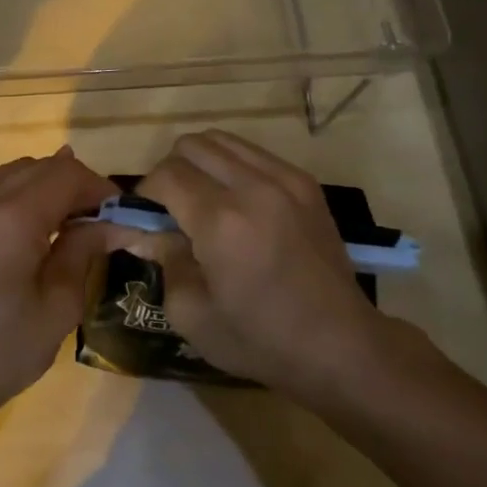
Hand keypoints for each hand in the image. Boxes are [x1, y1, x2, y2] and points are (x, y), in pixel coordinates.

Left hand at [0, 147, 117, 432]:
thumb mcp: (57, 307)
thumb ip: (84, 251)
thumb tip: (114, 223)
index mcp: (10, 217)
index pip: (66, 174)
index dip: (100, 188)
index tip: (122, 216)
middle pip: (41, 167)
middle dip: (77, 185)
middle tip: (101, 221)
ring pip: (15, 173)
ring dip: (48, 187)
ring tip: (71, 224)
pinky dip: (21, 196)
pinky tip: (34, 228)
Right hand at [128, 130, 411, 404]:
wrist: (341, 346)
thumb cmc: (260, 339)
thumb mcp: (191, 313)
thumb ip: (162, 259)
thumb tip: (145, 230)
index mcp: (220, 221)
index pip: (165, 175)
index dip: (145, 193)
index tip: (145, 219)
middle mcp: (252, 187)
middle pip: (191, 145)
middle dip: (170, 172)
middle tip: (172, 209)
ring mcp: (285, 179)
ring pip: (222, 139)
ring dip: (201, 163)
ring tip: (203, 200)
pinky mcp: (305, 183)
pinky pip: (254, 152)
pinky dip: (232, 167)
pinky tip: (238, 202)